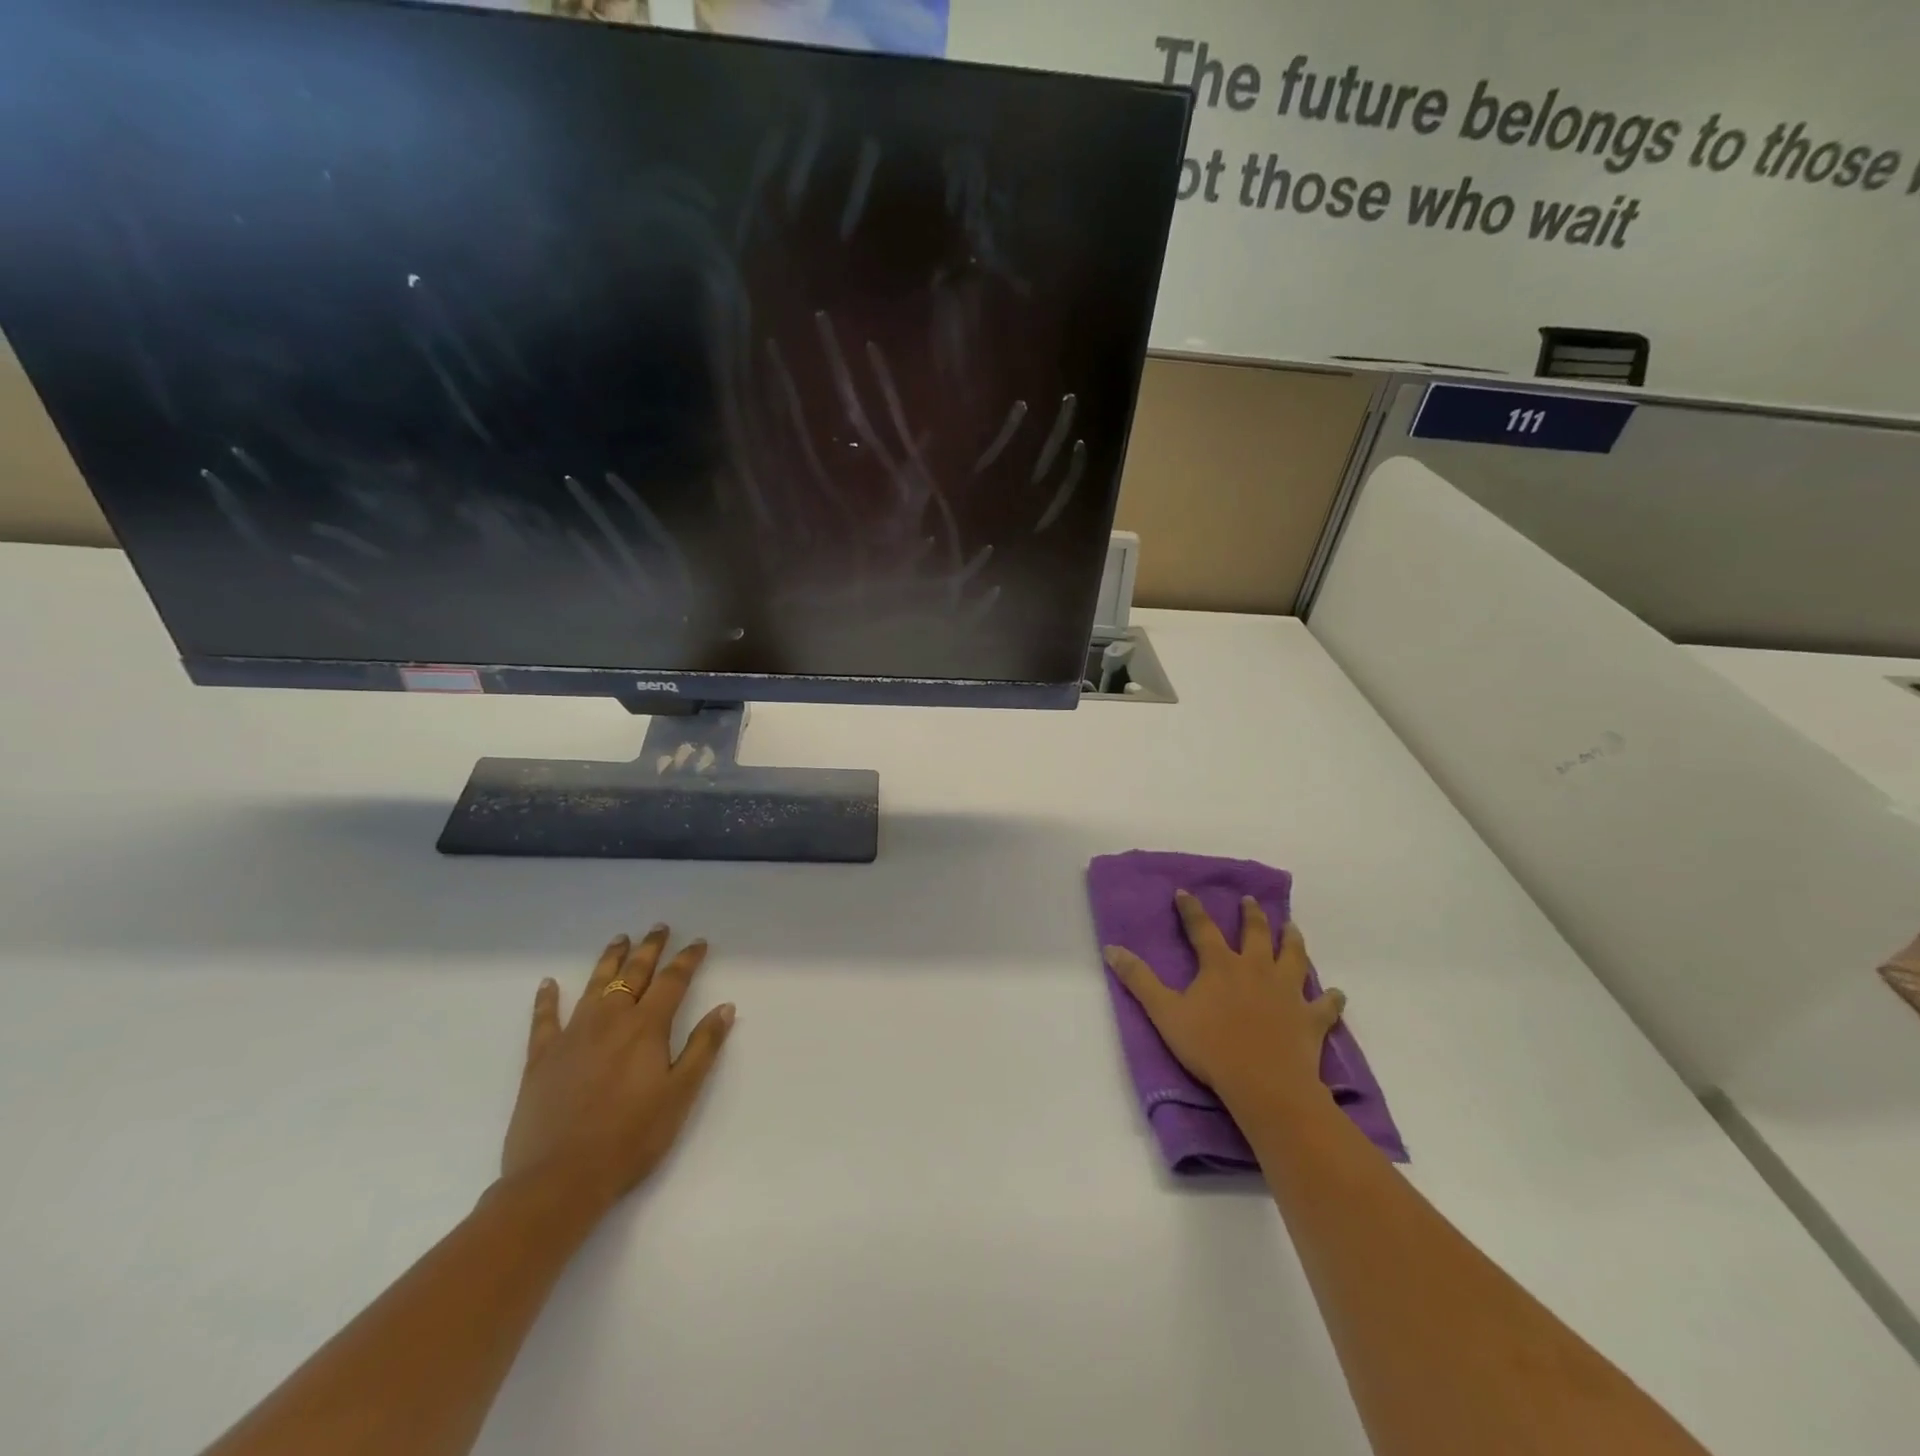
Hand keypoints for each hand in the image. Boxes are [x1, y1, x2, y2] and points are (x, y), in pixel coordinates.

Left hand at [501, 925, 735, 1216]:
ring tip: (620, 939)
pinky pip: (544, 1019)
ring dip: (610, 960)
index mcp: (646, 1028)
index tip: (698, 943)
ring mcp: (572, 1035)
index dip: (687, 959)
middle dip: (650, 949)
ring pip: (594, 985)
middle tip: (659, 928)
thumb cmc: (630, 1138)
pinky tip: (549, 984)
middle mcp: (610, 1020)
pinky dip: (547, 999)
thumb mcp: (680, 1095)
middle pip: (634, 974)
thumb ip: (702, 1047)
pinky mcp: (541, 1057)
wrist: (559, 1179)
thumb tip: (725, 1007)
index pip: (672, 981)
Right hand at [1104, 891, 1344, 1106]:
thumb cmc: (1211, 1047)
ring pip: (1293, 957)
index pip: (1202, 928)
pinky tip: (1336, 993)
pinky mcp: (1310, 1019)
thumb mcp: (1165, 1013)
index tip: (1185, 892)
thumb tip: (1112, 949)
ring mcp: (1287, 992)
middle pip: (1255, 934)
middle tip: (1250, 901)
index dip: (1192, 909)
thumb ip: (1139, 980)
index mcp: (1220, 965)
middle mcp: (1256, 969)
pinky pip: (1325, 1005)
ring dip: (1292, 941)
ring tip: (1292, 927)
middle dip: (1251, 915)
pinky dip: (1331, 998)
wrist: (1265, 1084)